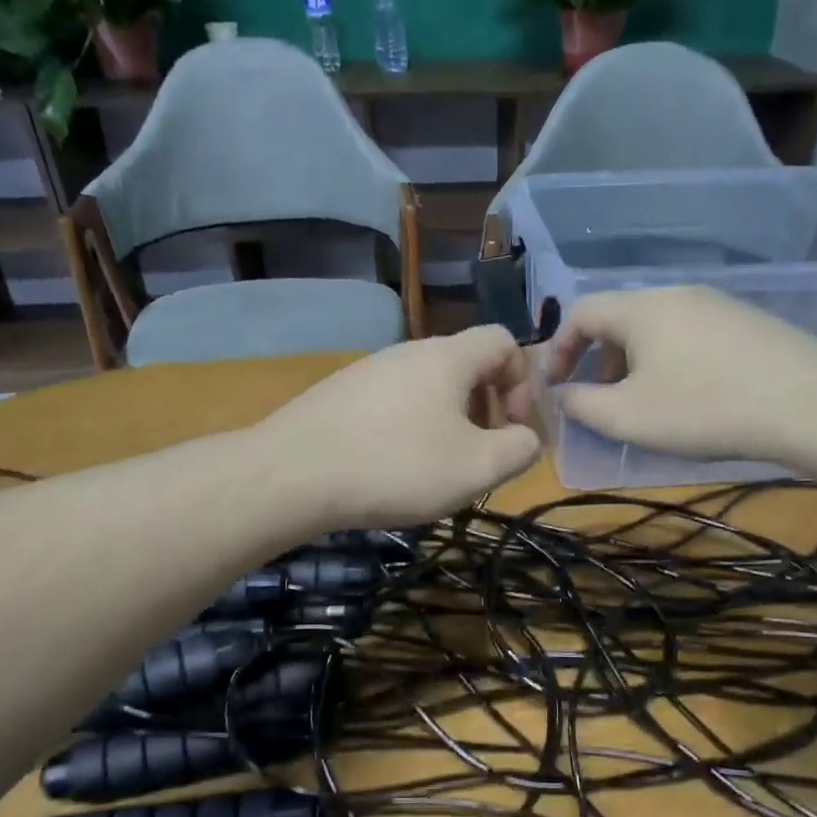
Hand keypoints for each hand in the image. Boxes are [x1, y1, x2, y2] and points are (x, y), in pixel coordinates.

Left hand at [258, 326, 540, 527]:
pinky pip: (392, 403)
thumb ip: (520, 448)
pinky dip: (408, 429)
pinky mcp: (339, 395)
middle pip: (465, 366)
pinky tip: (391, 468)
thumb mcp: (478, 467)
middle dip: (485, 408)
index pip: (504, 341)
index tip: (511, 429)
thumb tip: (525, 437)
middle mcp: (408, 351)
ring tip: (435, 469)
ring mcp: (368, 370)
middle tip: (477, 455)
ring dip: (447, 422)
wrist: (292, 474)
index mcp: (448, 356)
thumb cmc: (397, 466)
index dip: (521, 382)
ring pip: (427, 387)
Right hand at [516, 287, 816, 463]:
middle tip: (600, 400)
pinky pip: (689, 334)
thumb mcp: (627, 417)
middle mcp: (676, 294)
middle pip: (619, 318)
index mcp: (641, 308)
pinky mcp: (746, 321)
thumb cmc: (702, 409)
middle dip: (598, 359)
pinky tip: (690, 395)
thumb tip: (561, 394)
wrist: (806, 404)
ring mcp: (717, 304)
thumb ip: (581, 405)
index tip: (555, 386)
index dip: (559, 349)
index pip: (581, 312)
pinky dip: (670, 360)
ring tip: (644, 402)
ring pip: (656, 327)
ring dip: (634, 362)